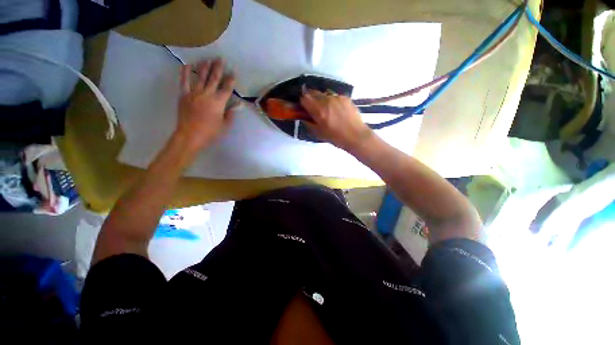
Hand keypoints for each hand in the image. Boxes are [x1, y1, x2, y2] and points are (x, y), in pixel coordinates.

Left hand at [175, 58, 236, 150]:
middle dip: (218, 68)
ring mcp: (194, 93)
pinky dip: (185, 72)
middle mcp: (207, 94)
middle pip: (214, 78)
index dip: (231, 80)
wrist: (190, 135)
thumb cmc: (210, 132)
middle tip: (220, 59)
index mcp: (219, 102)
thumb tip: (237, 104)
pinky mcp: (184, 95)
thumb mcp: (225, 125)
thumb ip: (231, 113)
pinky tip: (187, 65)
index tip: (233, 73)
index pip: (227, 88)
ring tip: (207, 59)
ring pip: (200, 77)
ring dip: (204, 67)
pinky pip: (184, 81)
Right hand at [300, 90, 374, 151]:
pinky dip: (332, 102)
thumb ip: (309, 123)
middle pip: (313, 93)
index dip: (303, 103)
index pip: (304, 98)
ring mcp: (337, 97)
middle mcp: (327, 100)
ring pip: (324, 94)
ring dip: (321, 100)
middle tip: (314, 109)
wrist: (356, 135)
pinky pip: (334, 96)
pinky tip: (337, 111)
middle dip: (311, 99)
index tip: (305, 109)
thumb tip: (303, 117)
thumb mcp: (319, 133)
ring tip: (328, 111)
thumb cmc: (336, 137)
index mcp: (319, 111)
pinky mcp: (345, 97)